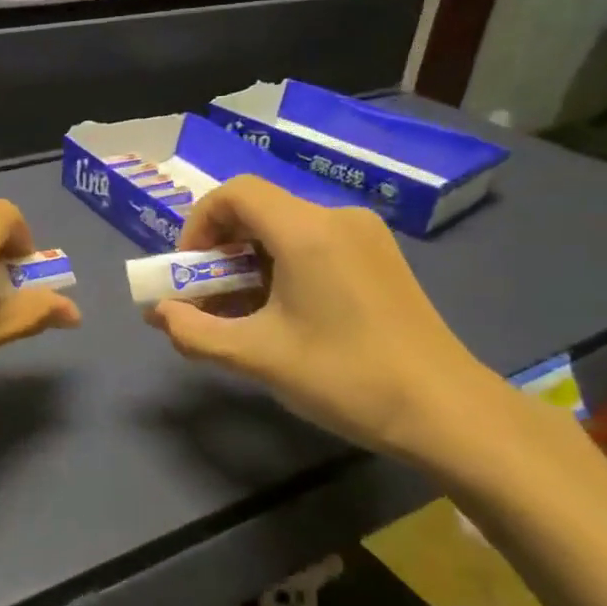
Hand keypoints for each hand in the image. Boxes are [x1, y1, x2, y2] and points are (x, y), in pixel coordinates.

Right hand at [145, 176, 504, 472]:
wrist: (449, 413)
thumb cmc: (346, 377)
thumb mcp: (257, 357)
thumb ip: (195, 331)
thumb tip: (157, 314)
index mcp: (307, 230)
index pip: (235, 192)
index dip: (199, 223)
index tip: (190, 271)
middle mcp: (337, 218)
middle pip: (259, 209)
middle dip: (220, 250)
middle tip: (208, 297)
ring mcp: (365, 236)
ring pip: (285, 229)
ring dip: (249, 262)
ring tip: (243, 313)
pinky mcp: (380, 258)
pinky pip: (313, 244)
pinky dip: (282, 267)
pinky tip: (284, 314)